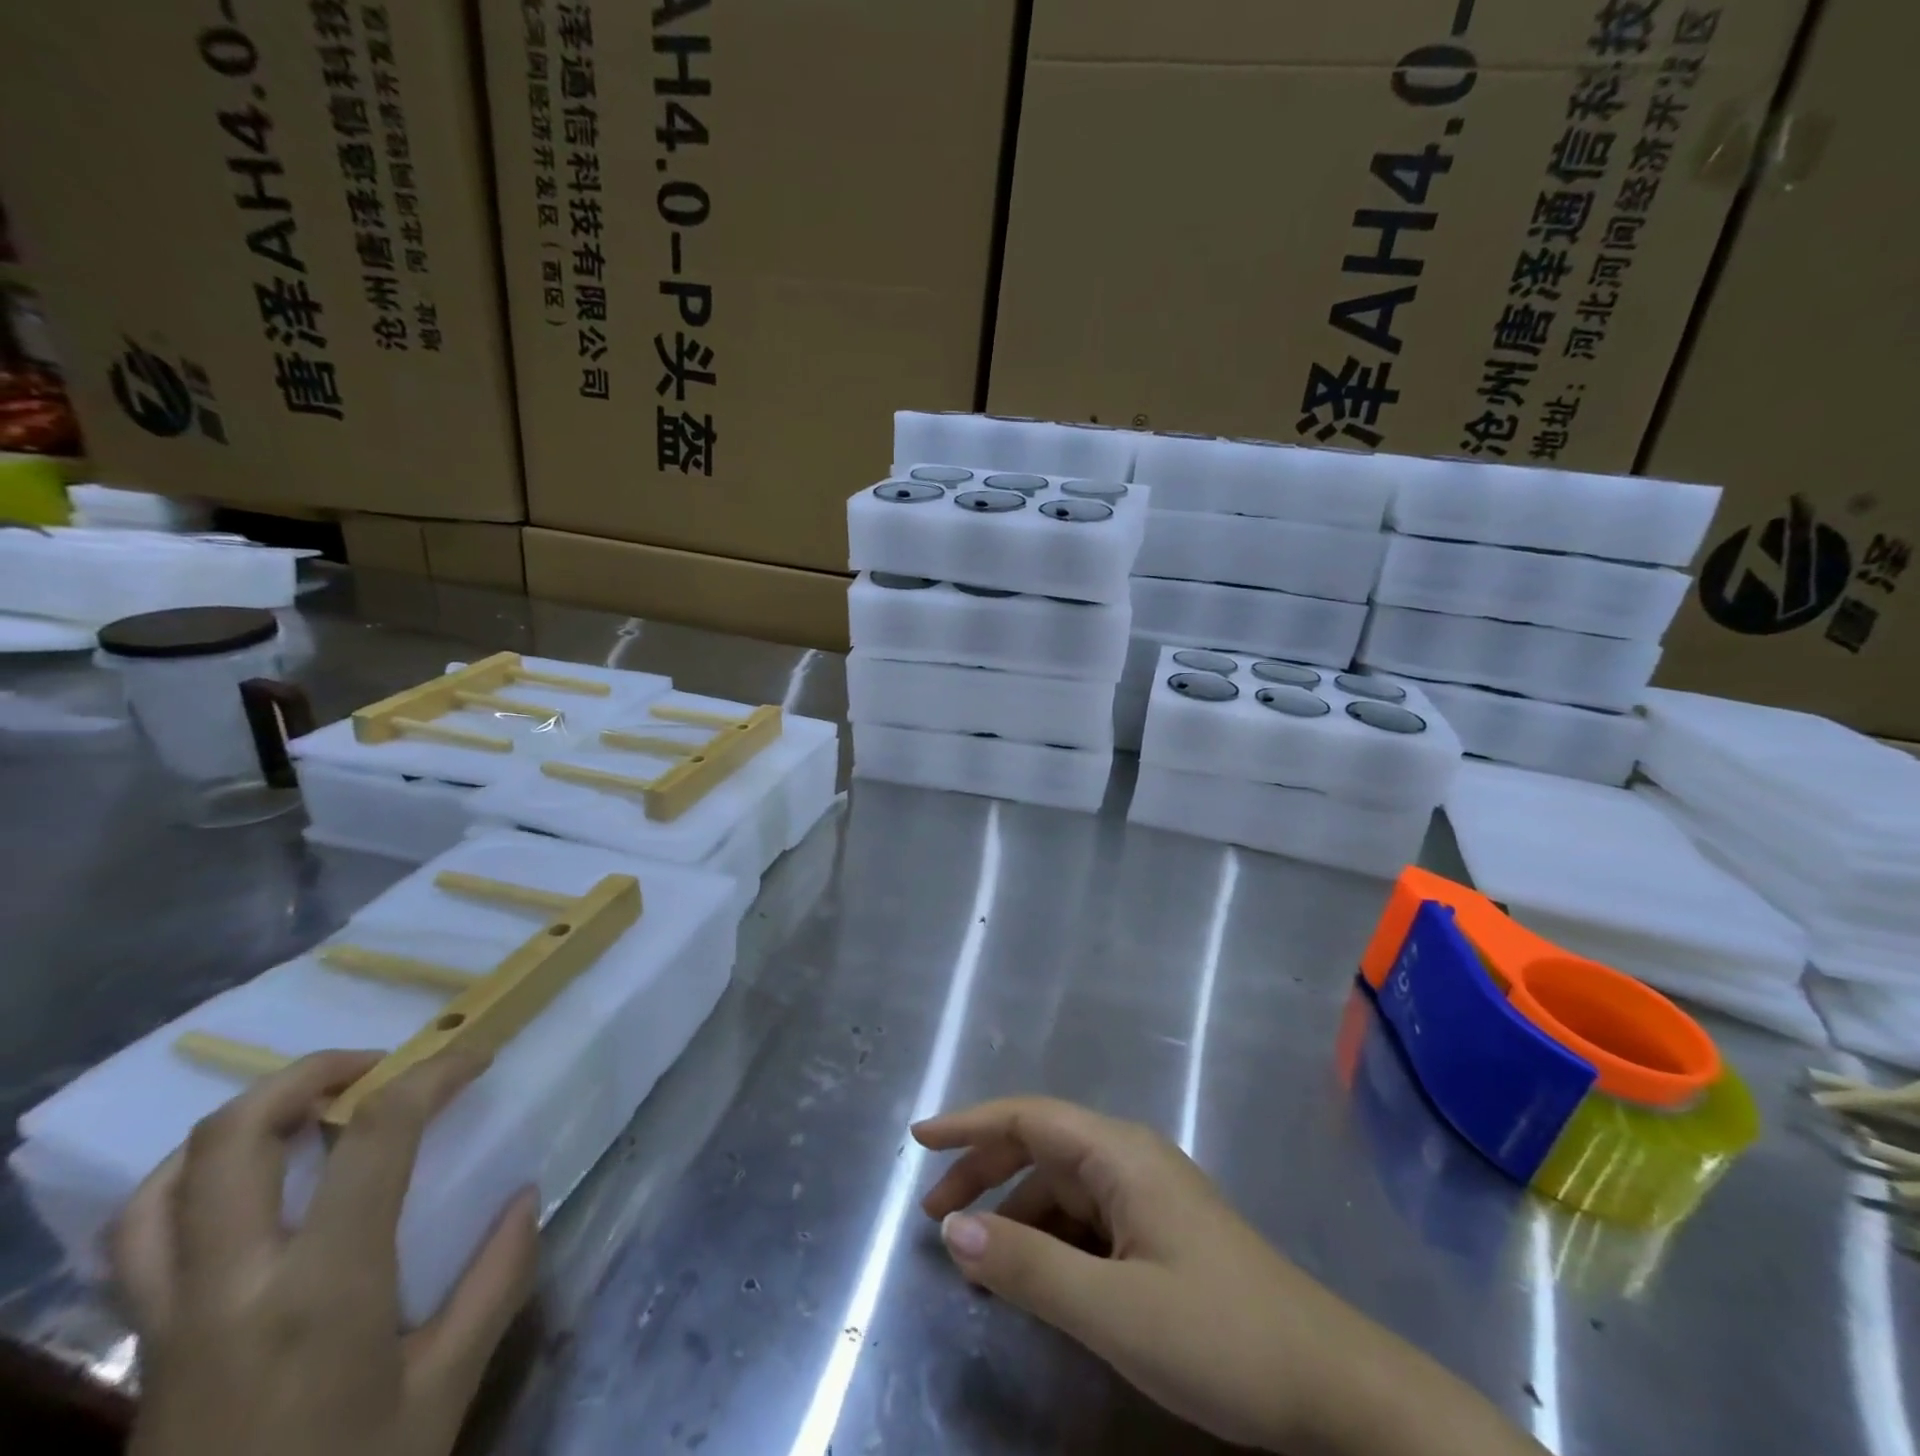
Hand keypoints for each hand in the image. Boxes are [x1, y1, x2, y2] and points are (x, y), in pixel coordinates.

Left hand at [114, 1049, 539, 1455]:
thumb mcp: (443, 1392)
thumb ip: (496, 1282)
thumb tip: (526, 1197)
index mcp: (322, 1287)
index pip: (376, 1135)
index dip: (432, 1075)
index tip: (475, 1057)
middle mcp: (231, 1284)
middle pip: (238, 1136)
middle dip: (313, 1074)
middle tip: (379, 1069)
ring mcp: (168, 1317)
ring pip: (168, 1182)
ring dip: (242, 1119)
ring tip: (307, 1109)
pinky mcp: (142, 1347)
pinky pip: (137, 1239)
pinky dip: (186, 1182)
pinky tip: (241, 1184)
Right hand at [914, 1098, 1539, 1455]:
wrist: (1336, 1388)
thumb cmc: (1223, 1337)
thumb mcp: (1115, 1309)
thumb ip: (1030, 1266)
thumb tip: (955, 1230)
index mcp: (1120, 1153)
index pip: (1028, 1117)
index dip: (970, 1124)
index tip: (918, 1139)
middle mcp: (1130, 1159)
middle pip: (1041, 1146)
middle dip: (984, 1170)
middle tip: (934, 1216)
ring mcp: (1148, 1195)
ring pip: (1063, 1185)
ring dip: (1014, 1210)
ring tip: (974, 1256)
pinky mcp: (1160, 1232)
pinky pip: (1086, 1218)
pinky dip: (1048, 1237)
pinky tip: (1032, 1273)